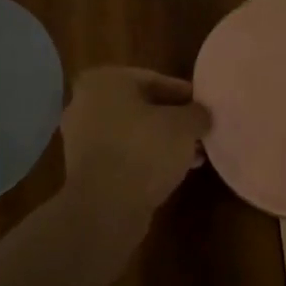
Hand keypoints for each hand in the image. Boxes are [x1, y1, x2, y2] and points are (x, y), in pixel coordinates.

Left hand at [60, 67, 210, 217]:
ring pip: (132, 132)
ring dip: (161, 141)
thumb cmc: (145, 150)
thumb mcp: (184, 126)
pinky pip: (122, 154)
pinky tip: (172, 171)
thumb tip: (201, 114)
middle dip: (172, 120)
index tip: (204, 108)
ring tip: (193, 155)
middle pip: (141, 106)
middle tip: (199, 131)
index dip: (184, 94)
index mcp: (104, 81)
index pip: (154, 79)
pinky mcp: (84, 167)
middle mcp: (85, 103)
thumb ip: (197, 113)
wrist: (106, 206)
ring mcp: (81, 137)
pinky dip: (144, 158)